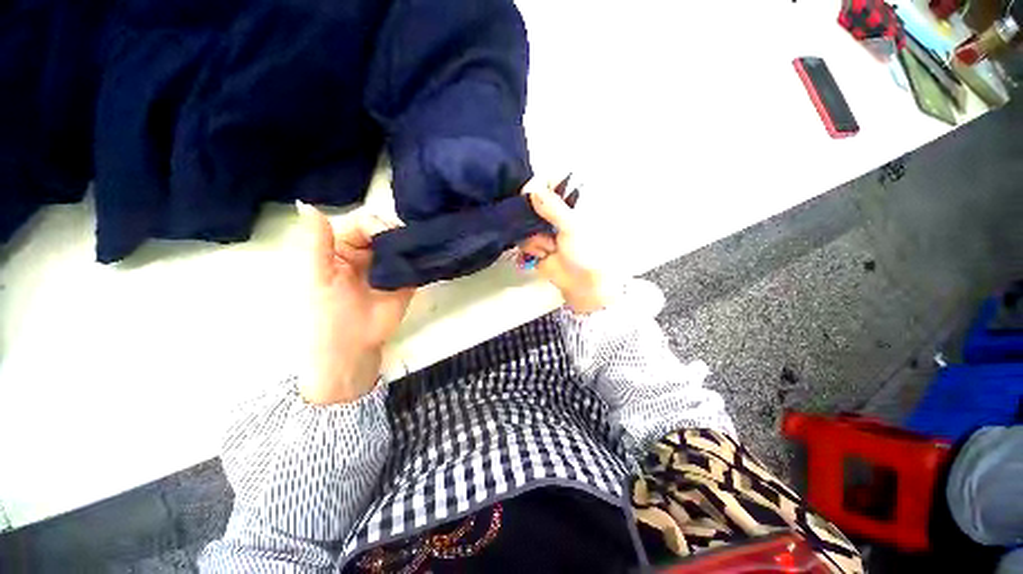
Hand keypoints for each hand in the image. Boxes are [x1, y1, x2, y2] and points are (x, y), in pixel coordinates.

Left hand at [297, 202, 414, 404]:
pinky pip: (416, 262)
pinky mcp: (407, 279)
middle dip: (396, 232)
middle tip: (405, 241)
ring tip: (419, 246)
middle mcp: (368, 253)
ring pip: (403, 243)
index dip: (375, 224)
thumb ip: (317, 241)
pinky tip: (429, 253)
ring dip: (411, 241)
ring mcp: (390, 266)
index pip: (362, 223)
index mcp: (342, 248)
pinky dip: (422, 256)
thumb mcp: (318, 275)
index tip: (385, 234)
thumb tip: (307, 203)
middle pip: (386, 230)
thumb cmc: (328, 313)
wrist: (354, 346)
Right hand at [518, 179, 616, 313]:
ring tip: (550, 248)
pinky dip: (532, 249)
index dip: (539, 185)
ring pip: (525, 223)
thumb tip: (534, 189)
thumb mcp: (572, 226)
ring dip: (536, 238)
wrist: (584, 285)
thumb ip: (553, 207)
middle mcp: (556, 213)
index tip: (533, 195)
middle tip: (544, 229)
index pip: (550, 181)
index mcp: (571, 202)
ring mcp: (545, 229)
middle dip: (533, 218)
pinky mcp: (536, 245)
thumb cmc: (587, 252)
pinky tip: (544, 255)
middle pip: (532, 202)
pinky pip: (523, 240)